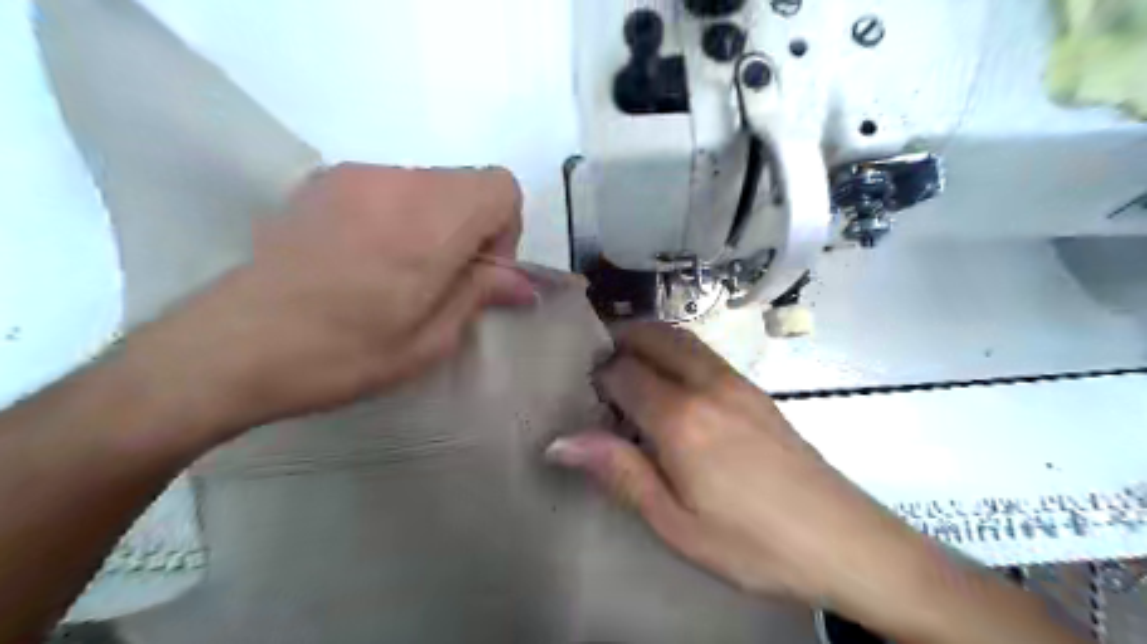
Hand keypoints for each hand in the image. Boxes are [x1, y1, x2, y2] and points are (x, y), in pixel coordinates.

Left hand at [126, 164, 537, 439]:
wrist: (233, 346)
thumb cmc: (343, 353)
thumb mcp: (429, 341)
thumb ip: (480, 295)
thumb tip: (523, 284)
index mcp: (430, 224)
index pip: (500, 187)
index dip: (504, 229)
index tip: (479, 272)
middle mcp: (396, 184)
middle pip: (467, 183)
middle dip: (473, 227)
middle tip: (443, 281)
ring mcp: (355, 176)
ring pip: (430, 184)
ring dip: (436, 222)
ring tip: (401, 272)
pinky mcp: (323, 182)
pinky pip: (390, 187)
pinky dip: (401, 214)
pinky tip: (366, 258)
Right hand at [544, 322, 921, 609]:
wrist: (843, 540)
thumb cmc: (751, 542)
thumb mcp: (674, 522)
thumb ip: (619, 472)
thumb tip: (560, 442)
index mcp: (681, 418)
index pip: (622, 372)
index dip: (597, 378)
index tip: (584, 397)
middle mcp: (707, 384)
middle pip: (652, 336)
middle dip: (619, 340)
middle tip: (597, 367)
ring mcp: (736, 382)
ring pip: (680, 338)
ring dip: (648, 341)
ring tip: (629, 370)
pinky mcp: (754, 390)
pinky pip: (703, 353)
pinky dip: (674, 352)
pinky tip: (672, 386)